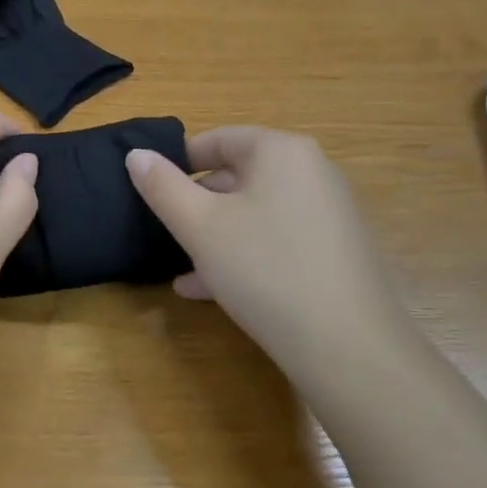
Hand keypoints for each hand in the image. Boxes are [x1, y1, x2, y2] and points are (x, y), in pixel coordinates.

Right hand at [126, 128, 407, 392]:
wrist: (349, 349)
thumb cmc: (265, 270)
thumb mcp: (200, 227)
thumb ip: (162, 187)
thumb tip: (136, 155)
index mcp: (282, 152)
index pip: (221, 138)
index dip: (180, 160)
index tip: (152, 188)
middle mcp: (312, 172)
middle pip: (240, 175)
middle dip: (198, 203)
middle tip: (166, 231)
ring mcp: (329, 214)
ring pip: (257, 213)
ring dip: (217, 235)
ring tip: (182, 266)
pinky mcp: (336, 252)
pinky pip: (280, 241)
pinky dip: (246, 254)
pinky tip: (212, 290)